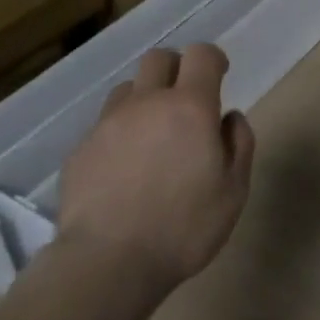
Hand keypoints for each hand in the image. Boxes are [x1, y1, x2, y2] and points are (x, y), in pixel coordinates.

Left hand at [56, 44, 255, 298]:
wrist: (106, 265)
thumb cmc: (182, 228)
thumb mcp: (233, 192)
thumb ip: (239, 145)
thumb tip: (229, 117)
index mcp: (190, 106)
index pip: (201, 54)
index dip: (212, 59)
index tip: (219, 75)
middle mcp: (147, 102)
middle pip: (159, 58)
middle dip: (175, 69)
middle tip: (185, 100)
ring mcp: (108, 123)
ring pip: (127, 89)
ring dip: (143, 99)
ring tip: (150, 133)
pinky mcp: (80, 149)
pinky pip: (103, 125)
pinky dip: (118, 133)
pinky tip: (122, 168)